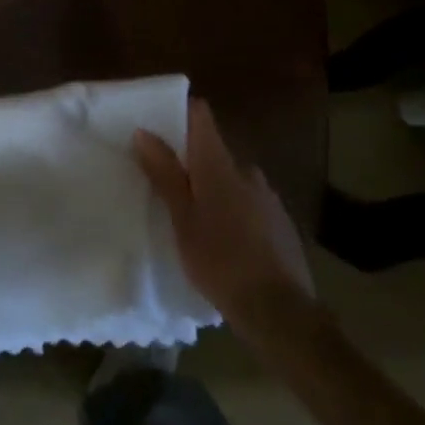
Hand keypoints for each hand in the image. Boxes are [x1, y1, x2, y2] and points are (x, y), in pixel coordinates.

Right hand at [134, 98, 314, 326]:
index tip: (158, 125)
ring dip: (213, 190)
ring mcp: (268, 197)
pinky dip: (233, 212)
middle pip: (214, 151)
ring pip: (232, 180)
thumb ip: (165, 173)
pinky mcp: (281, 223)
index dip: (180, 113)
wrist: (279, 311)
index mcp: (219, 164)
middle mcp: (247, 170)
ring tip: (193, 219)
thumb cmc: (220, 260)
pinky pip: (249, 204)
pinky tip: (223, 241)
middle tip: (167, 185)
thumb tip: (144, 131)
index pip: (201, 116)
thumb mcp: (182, 219)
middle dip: (192, 162)